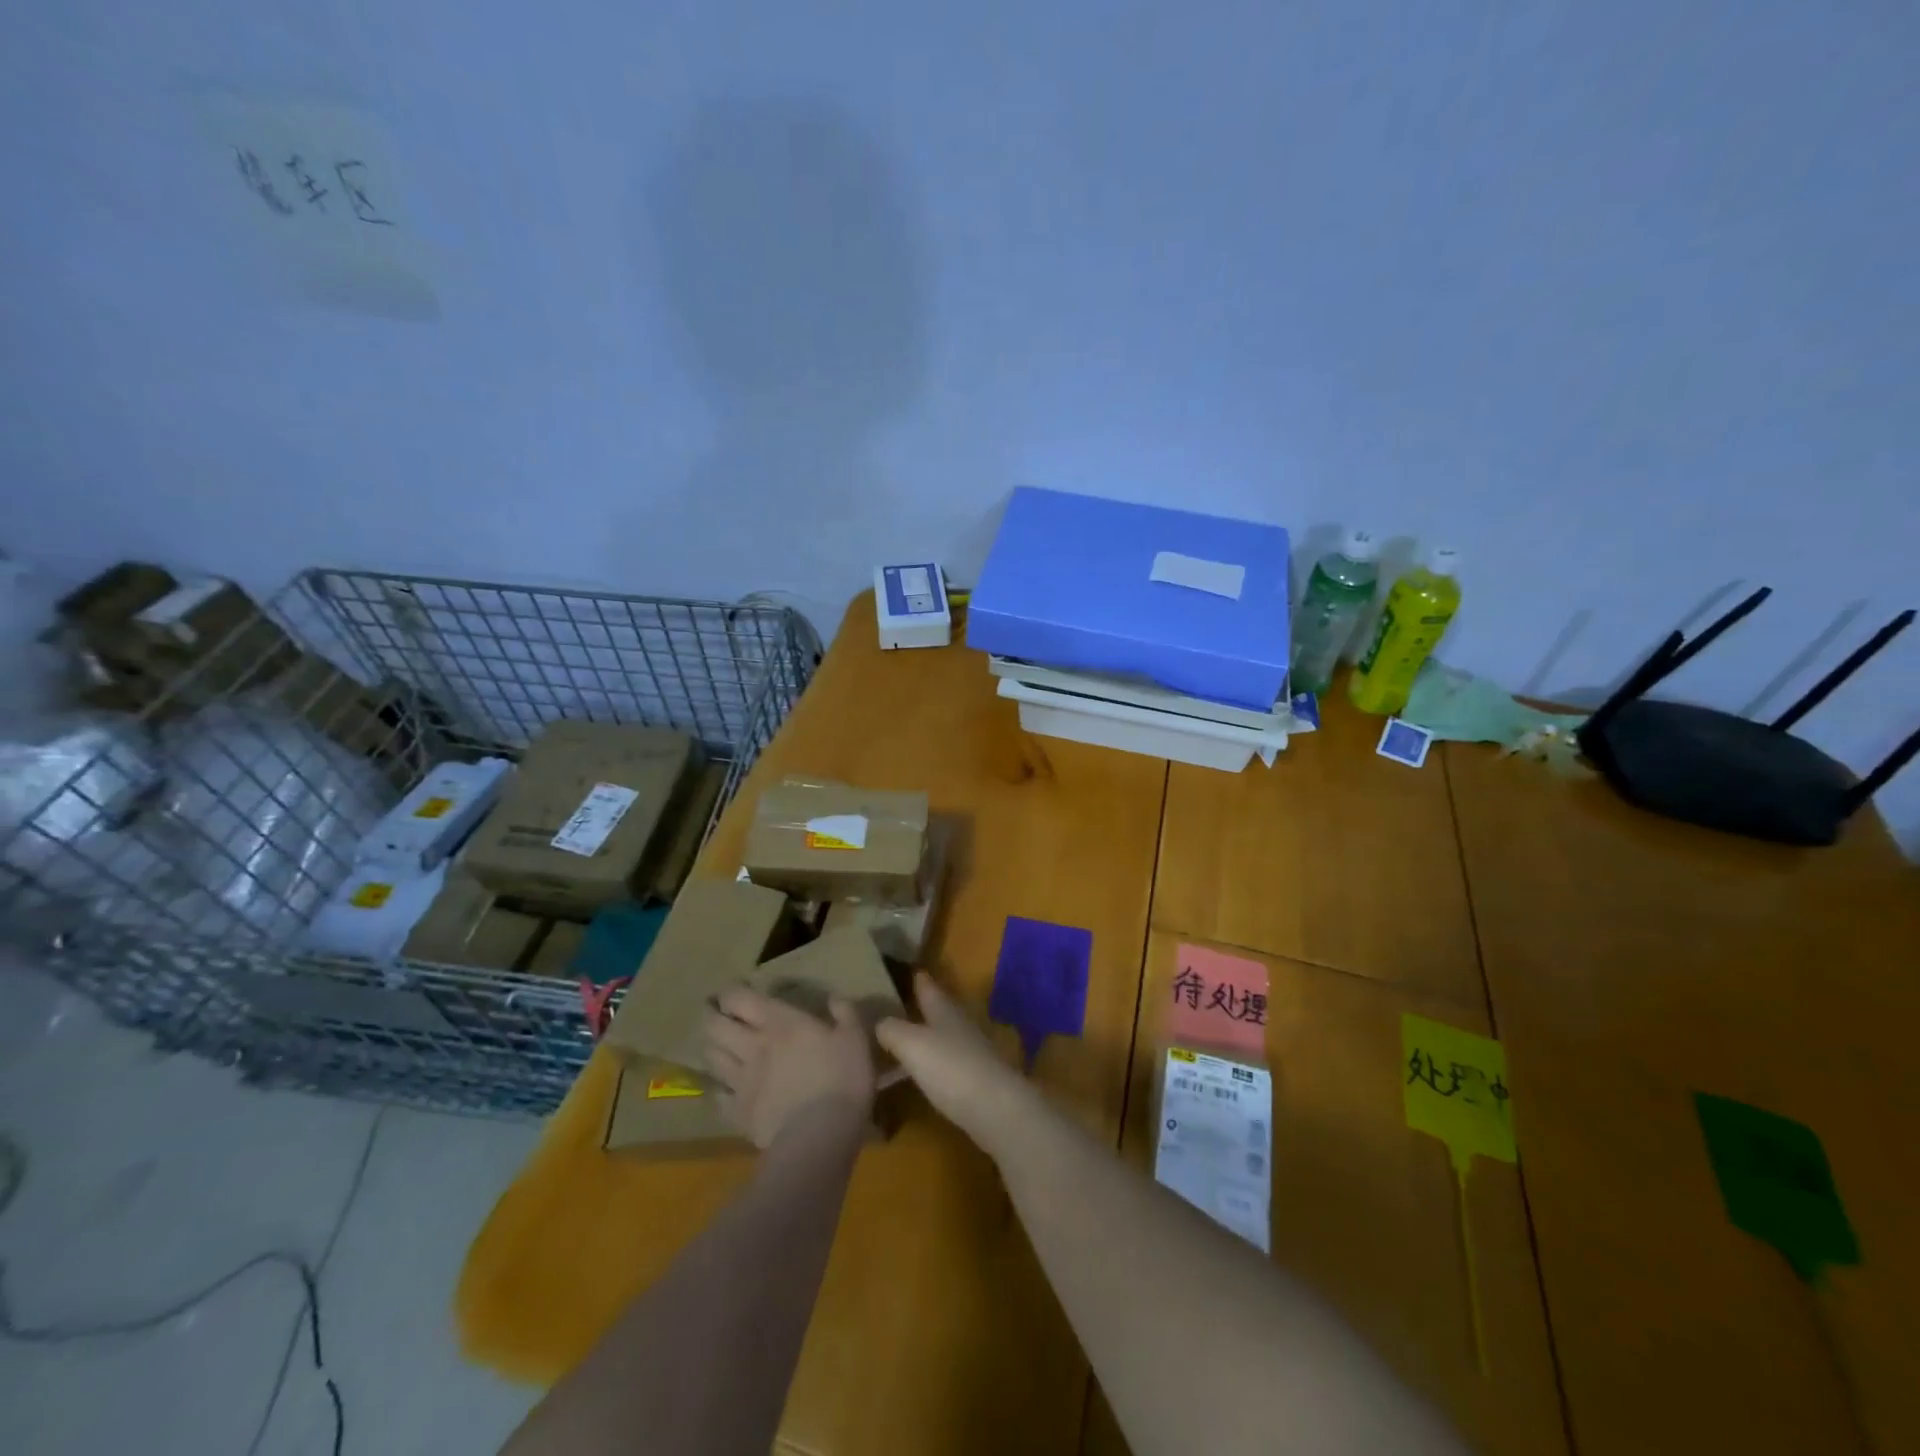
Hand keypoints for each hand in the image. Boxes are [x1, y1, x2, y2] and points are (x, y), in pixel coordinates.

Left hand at [702, 988, 874, 1149]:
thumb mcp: (855, 1038)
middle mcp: (752, 1046)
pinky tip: (723, 1089)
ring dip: (711, 1048)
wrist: (819, 1136)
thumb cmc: (841, 1078)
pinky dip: (718, 1090)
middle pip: (715, 1026)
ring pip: (712, 1058)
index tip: (731, 991)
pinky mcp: (738, 1113)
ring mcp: (741, 1081)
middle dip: (710, 1017)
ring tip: (716, 1046)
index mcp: (780, 1022)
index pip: (740, 999)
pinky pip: (718, 1097)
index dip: (730, 992)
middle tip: (714, 1014)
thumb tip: (834, 999)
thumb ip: (845, 1014)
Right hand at [876, 973, 1037, 1151]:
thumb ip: (891, 1029)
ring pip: (943, 1038)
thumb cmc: (950, 1068)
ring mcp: (971, 1053)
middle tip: (901, 1007)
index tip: (913, 971)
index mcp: (944, 1011)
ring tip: (903, 1045)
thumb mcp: (912, 1044)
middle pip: (939, 1012)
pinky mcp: (975, 1081)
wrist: (996, 1109)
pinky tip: (920, 1077)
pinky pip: (946, 1065)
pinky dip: (931, 1066)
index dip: (920, 980)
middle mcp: (960, 1026)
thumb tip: (877, 1021)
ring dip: (925, 1039)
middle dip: (922, 1009)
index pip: (929, 988)